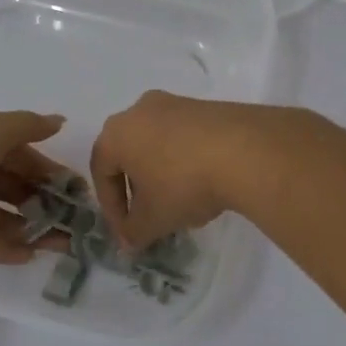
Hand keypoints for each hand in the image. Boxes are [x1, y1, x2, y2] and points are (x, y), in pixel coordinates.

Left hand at [0, 108, 69, 264]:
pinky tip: (34, 255)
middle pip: (16, 188)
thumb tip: (59, 121)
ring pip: (5, 218)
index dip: (51, 171)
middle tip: (79, 223)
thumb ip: (27, 128)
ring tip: (67, 244)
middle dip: (48, 203)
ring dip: (35, 229)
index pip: (24, 156)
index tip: (79, 191)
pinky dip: (7, 249)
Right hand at [90, 92, 283, 247]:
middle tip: (150, 217)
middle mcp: (140, 110)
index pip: (101, 172)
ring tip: (182, 204)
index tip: (127, 232)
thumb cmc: (183, 184)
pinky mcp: (207, 106)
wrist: (245, 151)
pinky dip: (187, 161)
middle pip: (130, 155)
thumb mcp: (154, 219)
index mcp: (116, 133)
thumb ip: (134, 233)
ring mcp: (176, 104)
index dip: (112, 208)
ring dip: (163, 176)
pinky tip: (206, 185)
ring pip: (159, 145)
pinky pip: (186, 138)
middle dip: (138, 190)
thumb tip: (128, 241)